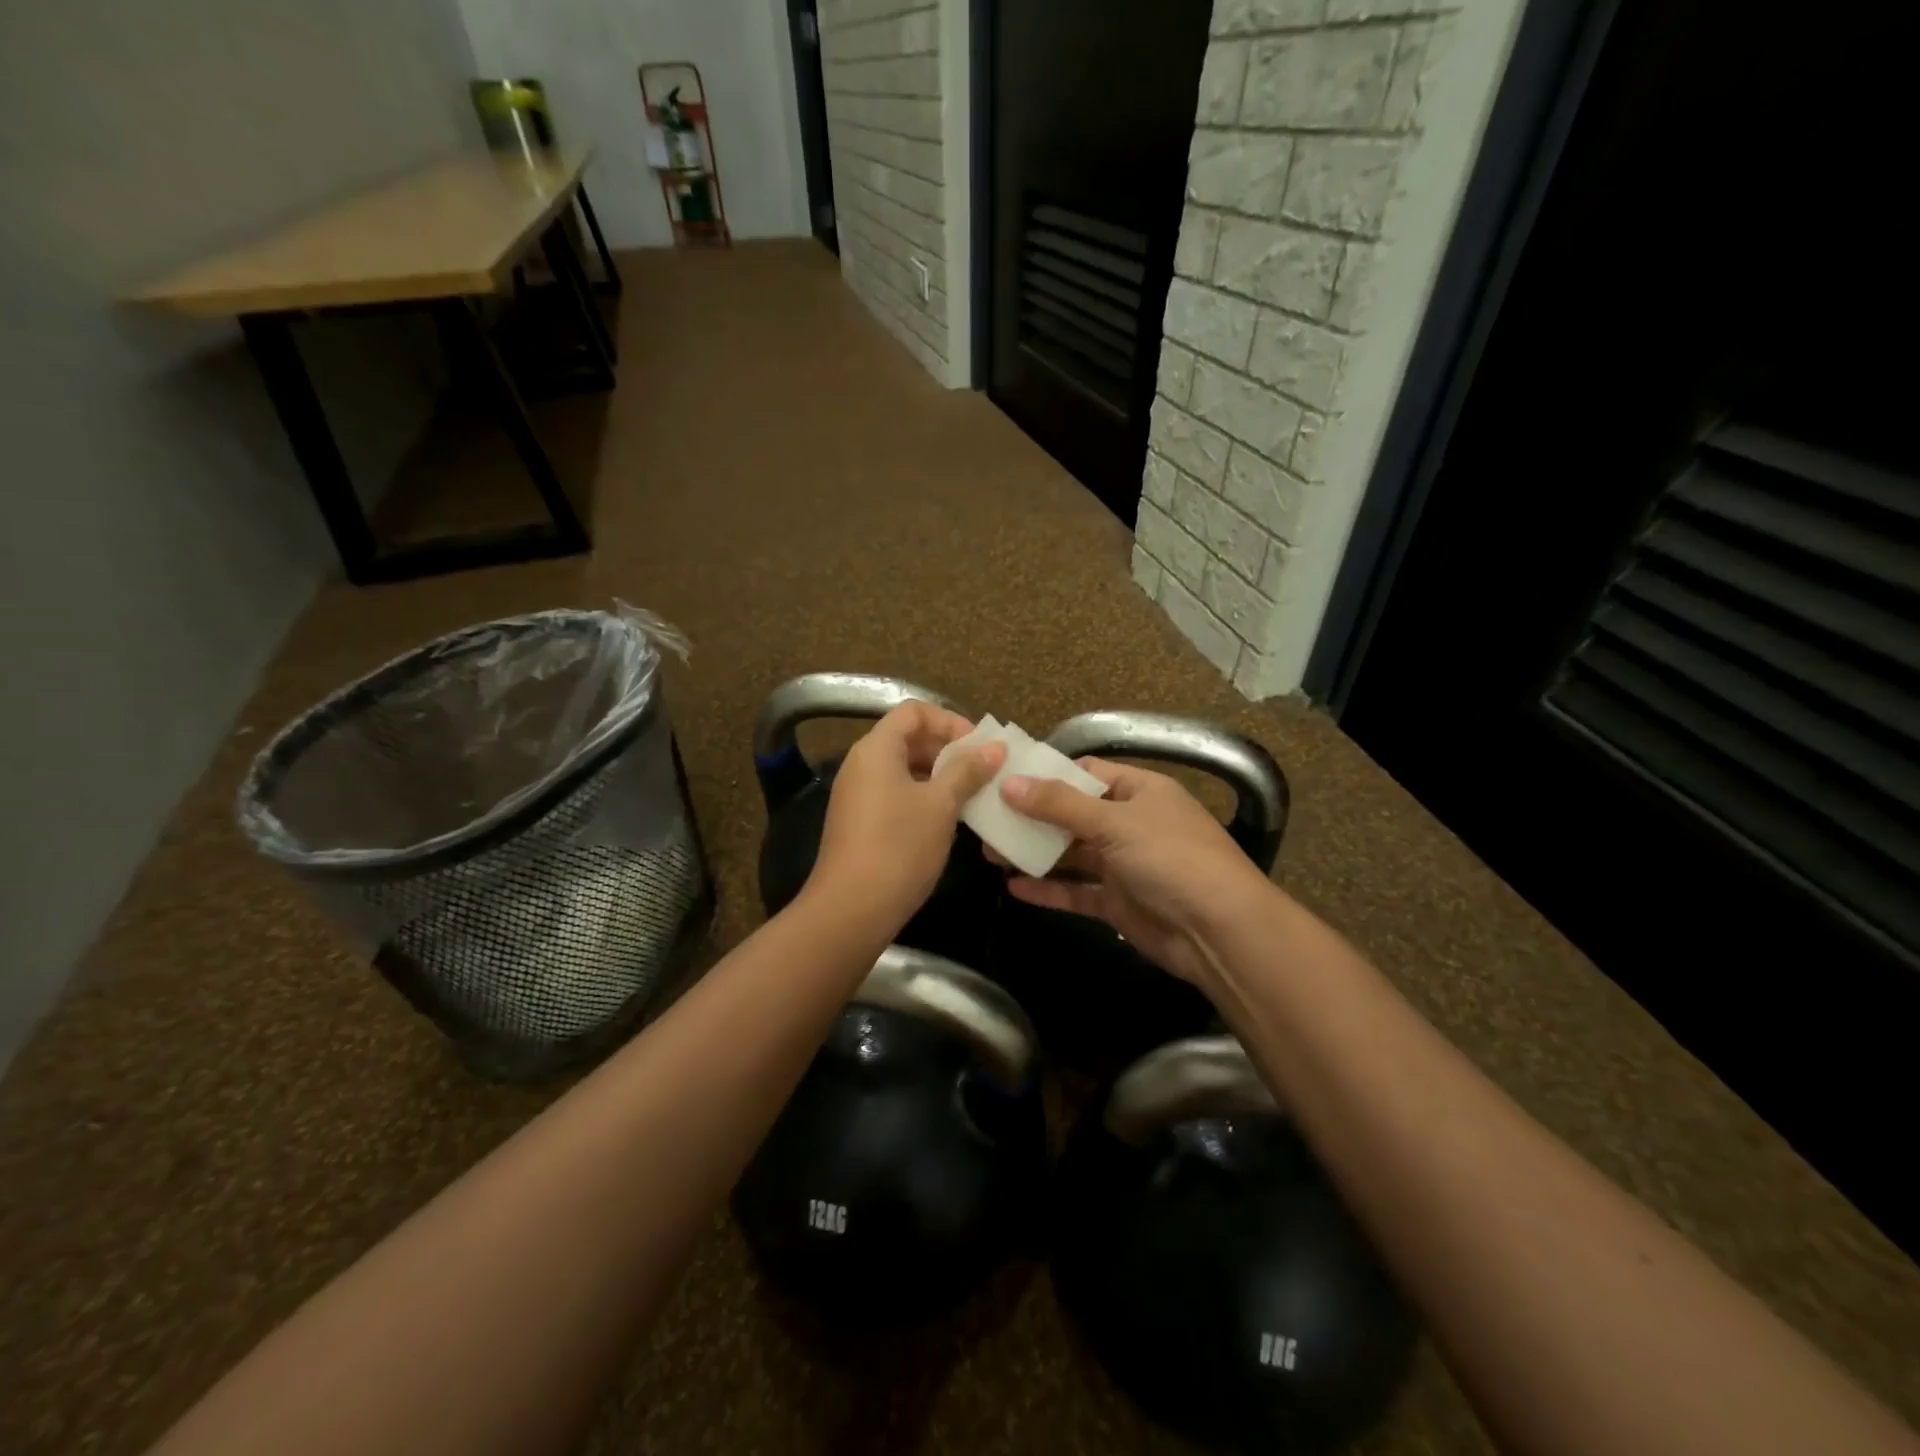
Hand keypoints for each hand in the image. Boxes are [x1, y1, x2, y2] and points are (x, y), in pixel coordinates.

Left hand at [805, 702, 1005, 932]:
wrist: (852, 909)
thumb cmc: (899, 847)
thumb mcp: (941, 805)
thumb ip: (968, 770)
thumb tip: (995, 747)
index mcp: (876, 749)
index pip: (913, 711)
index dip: (949, 721)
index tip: (978, 746)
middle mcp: (861, 764)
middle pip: (907, 738)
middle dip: (947, 749)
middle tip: (982, 771)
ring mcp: (857, 795)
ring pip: (903, 769)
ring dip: (939, 776)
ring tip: (972, 795)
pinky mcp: (860, 823)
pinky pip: (895, 794)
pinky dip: (923, 797)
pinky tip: (948, 820)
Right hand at [996, 759, 1274, 988]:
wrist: (1220, 931)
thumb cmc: (1171, 858)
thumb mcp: (1114, 822)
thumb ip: (1059, 805)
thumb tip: (1009, 783)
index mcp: (1139, 791)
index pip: (1086, 773)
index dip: (1046, 774)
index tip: (1003, 778)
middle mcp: (1131, 823)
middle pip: (1073, 814)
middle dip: (1032, 817)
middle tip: (986, 820)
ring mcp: (1125, 864)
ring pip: (1072, 854)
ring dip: (1035, 853)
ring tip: (989, 852)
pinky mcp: (1119, 902)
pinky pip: (1077, 891)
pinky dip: (1049, 889)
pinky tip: (1014, 887)